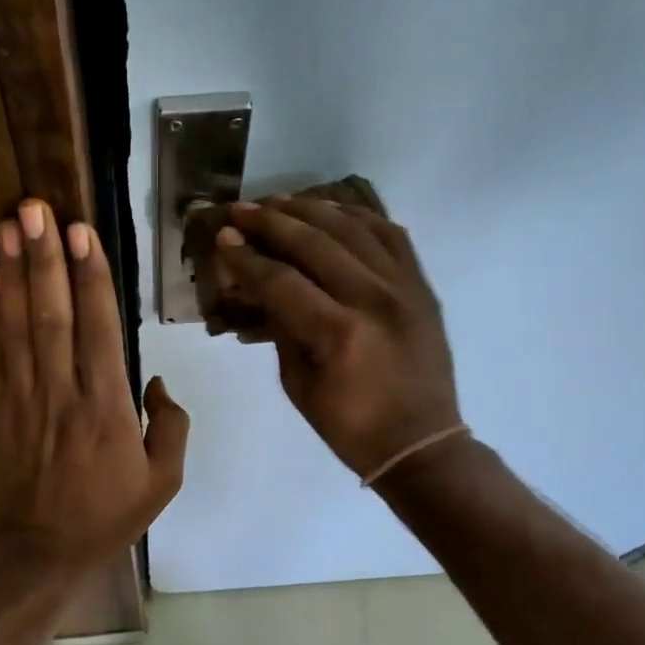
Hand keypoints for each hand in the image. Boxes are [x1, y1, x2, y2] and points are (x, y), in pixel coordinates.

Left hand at [0, 199, 188, 565]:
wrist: (42, 548)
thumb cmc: (109, 513)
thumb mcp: (164, 480)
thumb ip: (171, 426)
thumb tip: (155, 382)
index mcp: (108, 408)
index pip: (99, 329)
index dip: (90, 278)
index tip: (82, 232)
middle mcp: (63, 393)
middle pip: (52, 315)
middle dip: (44, 258)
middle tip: (35, 208)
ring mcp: (25, 399)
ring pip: (18, 326)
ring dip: (13, 273)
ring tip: (7, 226)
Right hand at [214, 197, 461, 479]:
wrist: (421, 442)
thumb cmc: (350, 426)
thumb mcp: (298, 384)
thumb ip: (281, 328)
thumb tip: (262, 285)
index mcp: (338, 333)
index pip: (281, 279)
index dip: (246, 257)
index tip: (222, 238)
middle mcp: (373, 299)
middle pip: (315, 242)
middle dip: (270, 222)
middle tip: (240, 210)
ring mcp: (403, 287)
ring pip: (352, 228)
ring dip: (310, 209)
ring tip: (278, 202)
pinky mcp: (421, 286)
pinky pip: (389, 234)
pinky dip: (357, 217)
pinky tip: (332, 211)